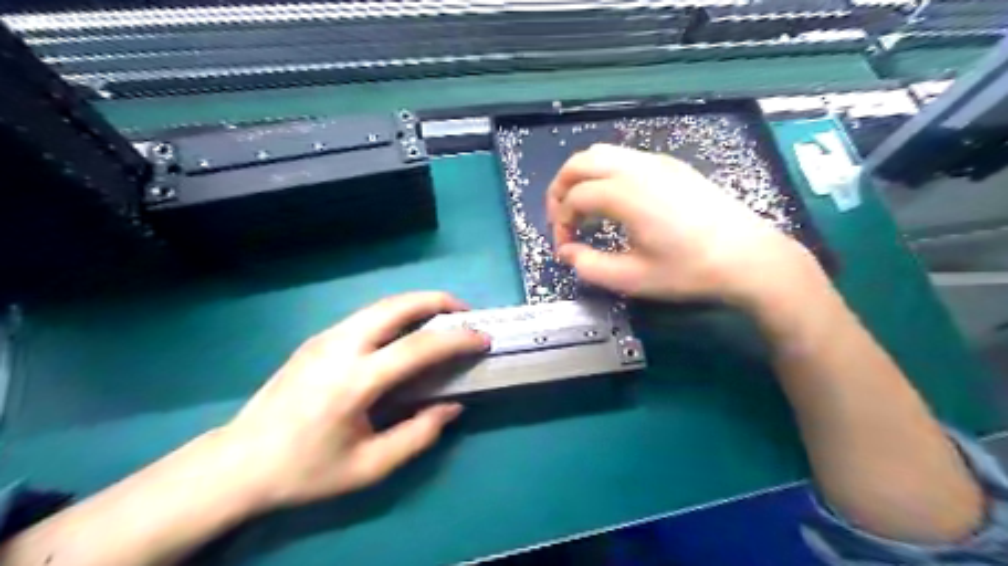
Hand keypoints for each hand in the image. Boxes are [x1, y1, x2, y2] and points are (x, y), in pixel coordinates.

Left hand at [218, 295, 489, 511]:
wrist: (238, 462)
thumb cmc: (306, 470)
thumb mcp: (369, 467)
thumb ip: (418, 435)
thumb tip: (452, 407)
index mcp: (354, 381)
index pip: (418, 347)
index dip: (457, 339)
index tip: (483, 339)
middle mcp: (340, 347)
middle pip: (397, 306)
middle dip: (437, 300)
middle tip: (465, 312)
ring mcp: (325, 338)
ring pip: (381, 305)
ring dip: (417, 304)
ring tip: (442, 317)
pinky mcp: (317, 339)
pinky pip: (367, 316)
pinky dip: (397, 313)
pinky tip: (406, 332)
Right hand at [544, 144, 818, 307]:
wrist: (748, 257)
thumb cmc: (688, 271)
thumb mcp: (632, 279)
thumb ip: (589, 266)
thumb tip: (567, 252)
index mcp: (625, 194)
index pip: (574, 198)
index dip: (560, 223)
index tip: (565, 248)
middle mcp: (637, 168)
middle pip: (580, 162)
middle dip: (560, 188)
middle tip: (560, 218)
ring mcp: (657, 162)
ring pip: (602, 154)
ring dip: (582, 177)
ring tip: (582, 208)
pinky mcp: (672, 165)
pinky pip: (625, 158)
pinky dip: (605, 173)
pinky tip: (614, 201)